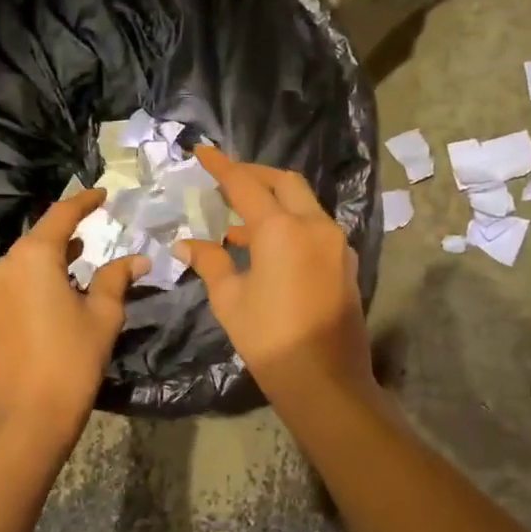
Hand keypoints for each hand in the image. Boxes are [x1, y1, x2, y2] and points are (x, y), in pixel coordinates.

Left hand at [0, 191, 147, 441]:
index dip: (83, 202)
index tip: (101, 195)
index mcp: (32, 258)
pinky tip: (41, 317)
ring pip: (17, 273)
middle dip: (63, 245)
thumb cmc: (71, 362)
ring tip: (67, 284)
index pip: (60, 216)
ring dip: (42, 273)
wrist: (24, 421)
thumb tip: (137, 258)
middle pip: (36, 246)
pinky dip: (24, 297)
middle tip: (88, 248)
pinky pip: (3, 299)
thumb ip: (117, 279)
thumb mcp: (103, 317)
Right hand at [176, 147, 374, 402]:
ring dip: (273, 202)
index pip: (246, 184)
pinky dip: (289, 224)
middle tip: (226, 180)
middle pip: (284, 182)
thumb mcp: (229, 300)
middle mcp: (314, 225)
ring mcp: (335, 243)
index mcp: (281, 229)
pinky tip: (265, 248)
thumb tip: (186, 243)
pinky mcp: (344, 262)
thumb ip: (210, 262)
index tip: (203, 151)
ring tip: (238, 222)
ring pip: (303, 204)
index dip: (221, 166)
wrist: (325, 380)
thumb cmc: (269, 339)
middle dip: (254, 175)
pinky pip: (314, 228)